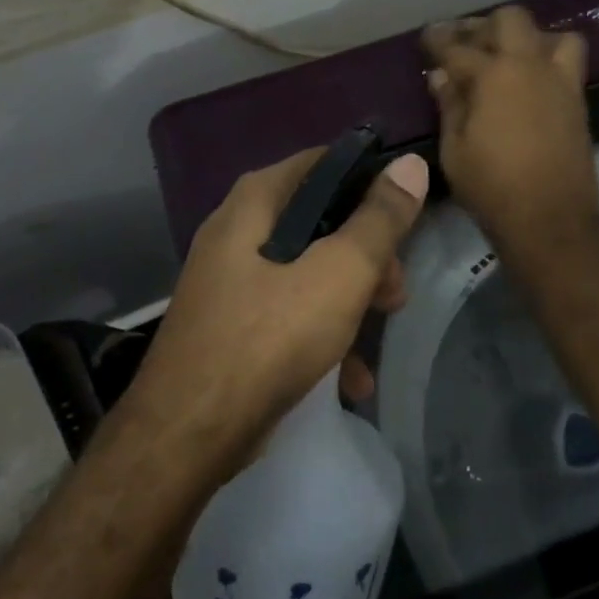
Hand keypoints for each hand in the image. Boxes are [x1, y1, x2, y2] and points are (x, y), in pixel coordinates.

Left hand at [130, 148, 430, 465]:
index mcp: (255, 202)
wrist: (188, 436)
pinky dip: (321, 335)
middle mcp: (237, 231)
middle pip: (319, 220)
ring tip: (380, 333)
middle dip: (366, 254)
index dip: (369, 183)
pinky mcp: (231, 325)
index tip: (404, 218)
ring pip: (306, 270)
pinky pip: (286, 314)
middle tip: (395, 291)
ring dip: (350, 299)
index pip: (323, 163)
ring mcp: (230, 281)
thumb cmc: (268, 339)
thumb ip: (379, 220)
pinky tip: (351, 378)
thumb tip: (410, 164)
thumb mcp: (338, 274)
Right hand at [423, 6, 598, 257]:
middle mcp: (530, 66)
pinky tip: (526, 81)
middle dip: (483, 25)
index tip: (426, 37)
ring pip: (549, 34)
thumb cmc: (492, 187)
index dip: (438, 39)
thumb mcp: (454, 149)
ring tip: (506, 57)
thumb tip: (441, 76)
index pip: (458, 46)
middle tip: (465, 43)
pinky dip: (545, 58)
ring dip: (526, 38)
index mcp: (494, 75)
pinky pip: (566, 61)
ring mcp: (560, 81)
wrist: (551, 220)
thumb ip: (449, 105)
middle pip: (510, 20)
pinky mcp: (577, 100)